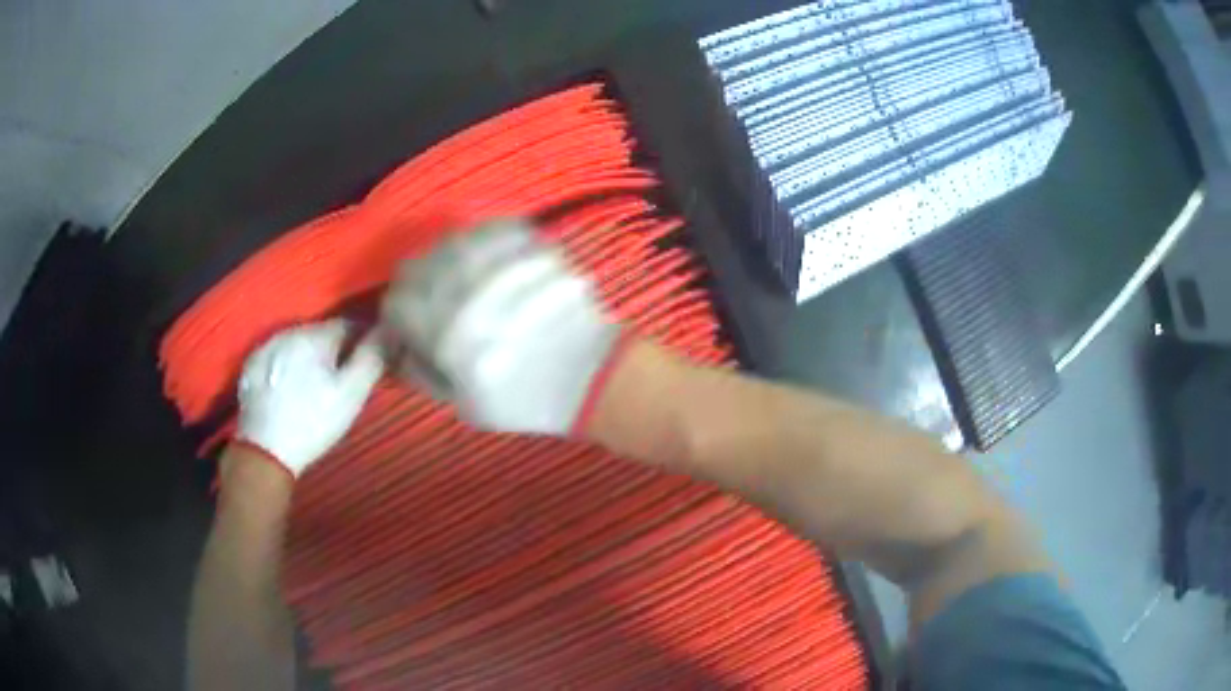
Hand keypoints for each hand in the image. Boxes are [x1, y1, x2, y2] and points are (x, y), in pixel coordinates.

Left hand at [236, 319, 383, 476]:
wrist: (264, 450)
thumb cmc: (313, 422)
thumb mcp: (350, 395)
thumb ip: (371, 359)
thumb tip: (387, 331)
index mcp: (314, 335)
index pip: (348, 324)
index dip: (362, 340)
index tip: (367, 361)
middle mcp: (288, 331)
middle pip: (320, 332)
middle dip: (333, 349)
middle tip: (340, 377)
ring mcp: (265, 347)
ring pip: (296, 343)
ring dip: (308, 356)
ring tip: (313, 383)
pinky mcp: (250, 365)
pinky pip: (276, 356)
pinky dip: (286, 366)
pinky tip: (288, 389)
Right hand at [379, 218, 624, 435]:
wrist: (591, 377)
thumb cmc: (526, 400)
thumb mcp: (463, 405)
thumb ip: (422, 372)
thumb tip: (397, 346)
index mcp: (448, 338)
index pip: (397, 303)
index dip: (395, 314)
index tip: (405, 324)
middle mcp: (468, 296)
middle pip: (416, 267)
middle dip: (415, 285)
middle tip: (430, 299)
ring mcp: (502, 267)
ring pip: (450, 244)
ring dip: (445, 261)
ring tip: (461, 280)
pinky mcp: (532, 247)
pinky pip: (491, 228)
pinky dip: (481, 240)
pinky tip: (490, 259)